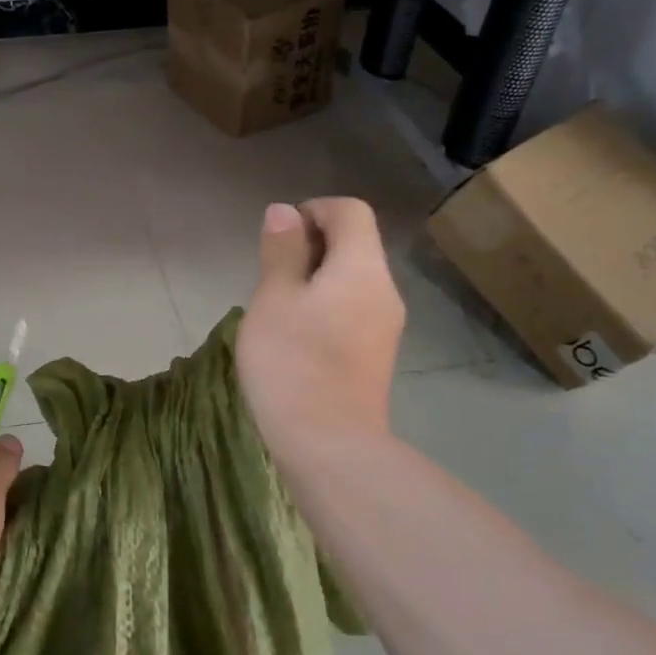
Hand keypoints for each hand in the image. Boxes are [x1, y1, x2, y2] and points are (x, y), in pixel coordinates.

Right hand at [238, 199, 404, 467]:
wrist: (330, 444)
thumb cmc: (292, 362)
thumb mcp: (274, 299)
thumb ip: (281, 252)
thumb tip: (285, 212)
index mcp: (362, 267)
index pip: (350, 211)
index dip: (313, 210)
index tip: (278, 236)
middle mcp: (383, 290)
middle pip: (355, 244)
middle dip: (312, 245)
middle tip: (270, 274)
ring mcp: (385, 325)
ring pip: (352, 279)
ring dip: (316, 278)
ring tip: (278, 306)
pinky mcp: (376, 354)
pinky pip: (353, 309)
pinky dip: (326, 305)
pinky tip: (296, 335)